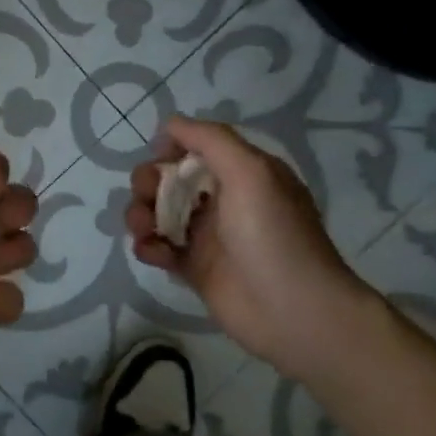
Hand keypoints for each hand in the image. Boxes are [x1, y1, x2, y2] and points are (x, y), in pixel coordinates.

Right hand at [126, 117, 373, 376]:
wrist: (294, 311)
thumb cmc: (273, 234)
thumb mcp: (250, 171)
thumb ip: (210, 140)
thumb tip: (171, 124)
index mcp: (243, 173)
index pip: (197, 148)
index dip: (172, 148)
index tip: (160, 157)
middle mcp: (224, 200)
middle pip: (171, 179)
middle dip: (149, 182)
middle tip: (147, 196)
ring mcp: (208, 237)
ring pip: (160, 214)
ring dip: (141, 214)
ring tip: (144, 229)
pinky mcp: (195, 270)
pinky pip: (161, 249)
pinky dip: (148, 246)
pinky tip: (152, 253)